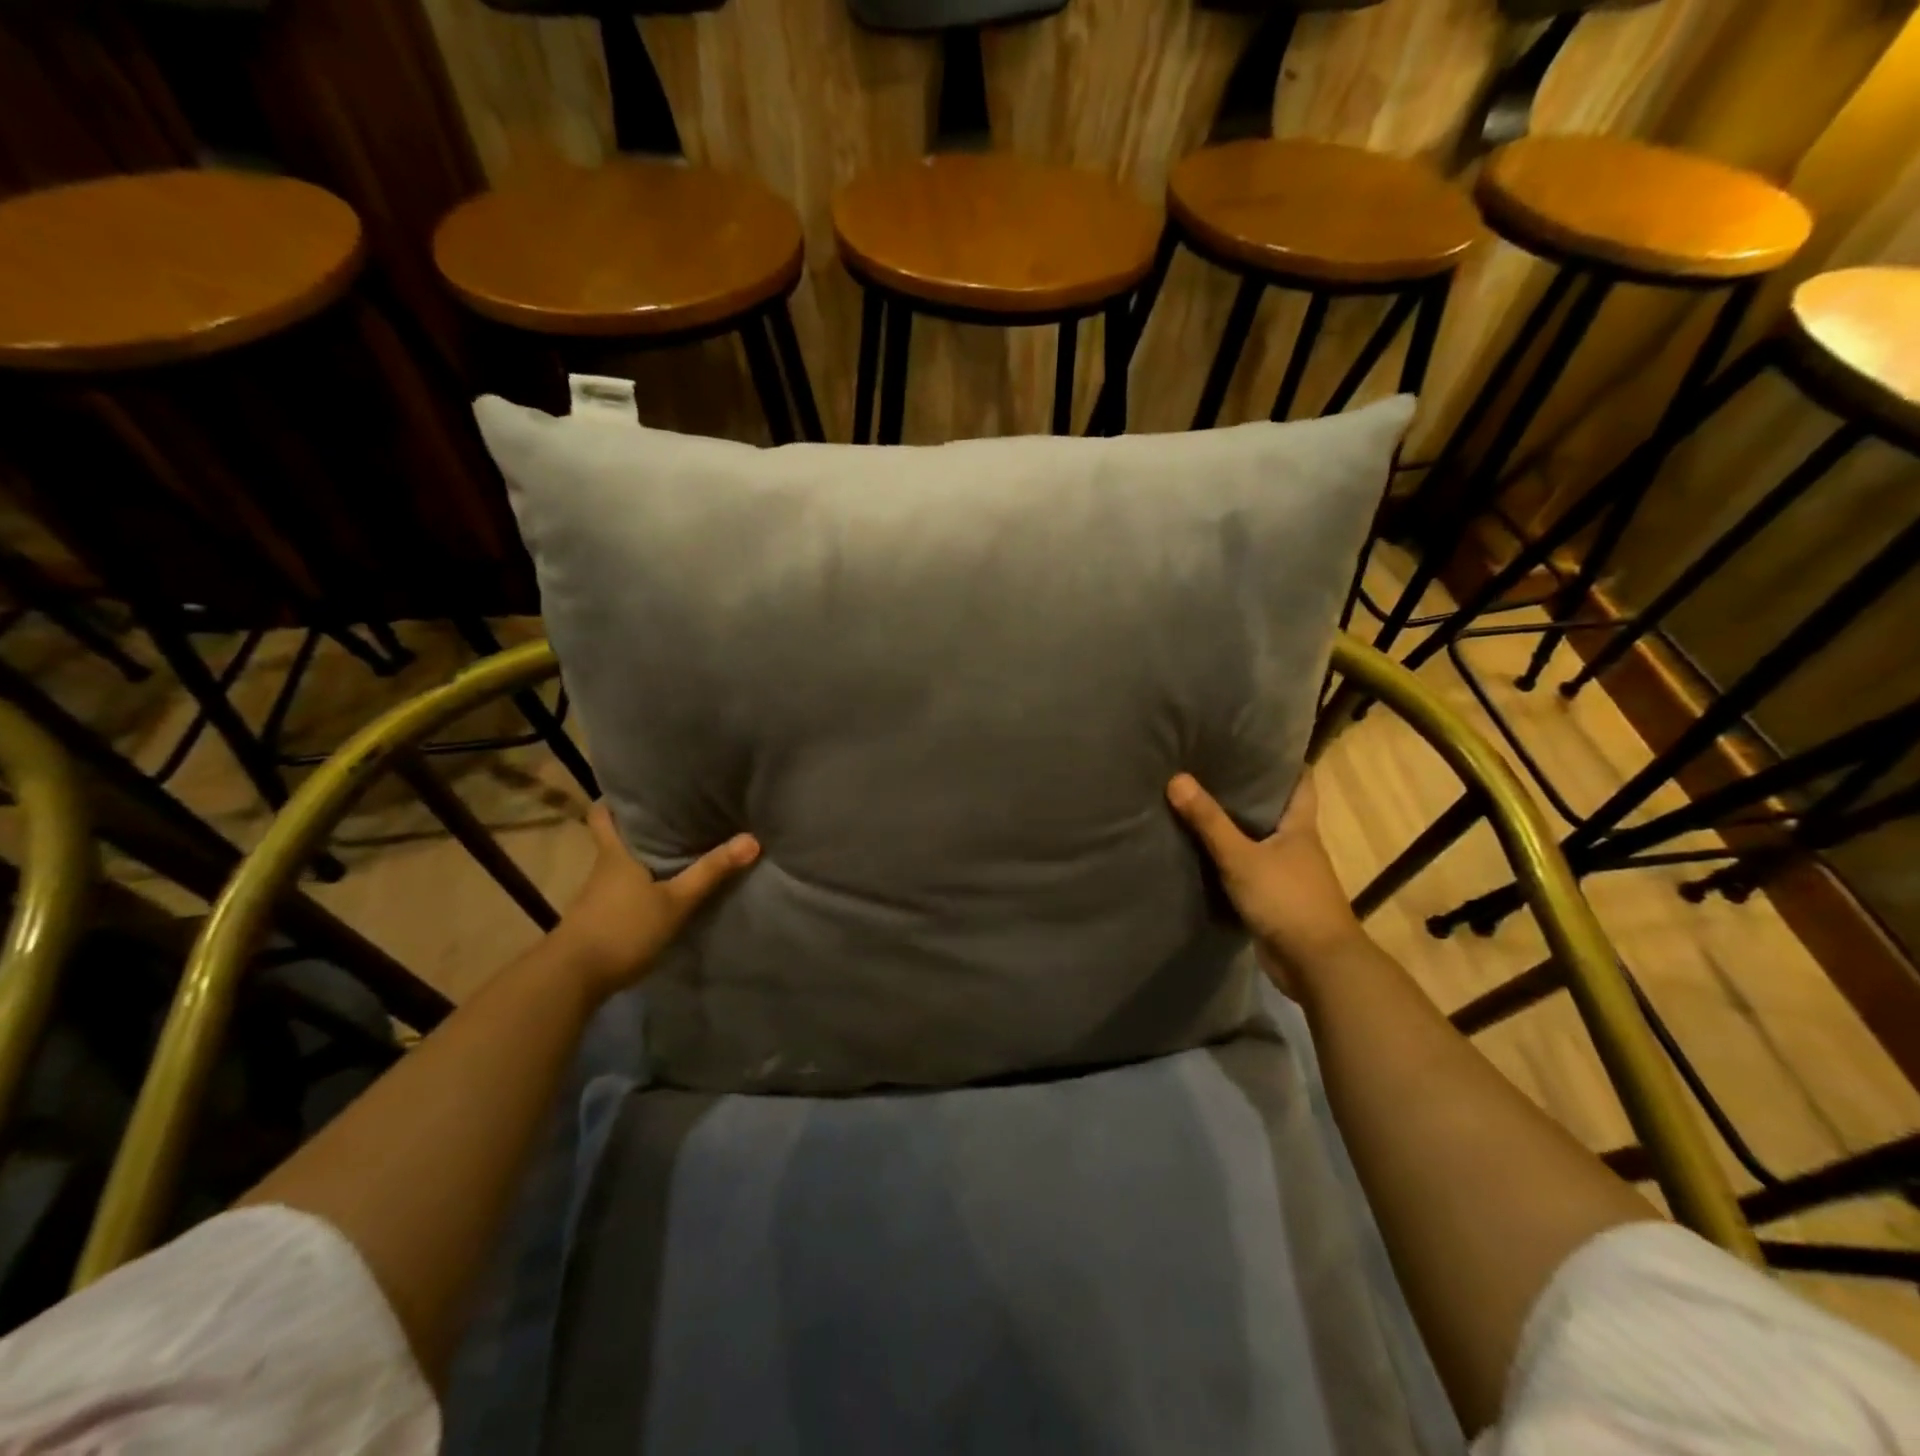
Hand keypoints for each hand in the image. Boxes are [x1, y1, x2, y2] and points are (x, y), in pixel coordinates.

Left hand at [551, 803, 758, 1000]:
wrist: (572, 979)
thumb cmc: (623, 929)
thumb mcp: (675, 902)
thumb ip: (711, 872)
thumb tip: (752, 838)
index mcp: (615, 853)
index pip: (603, 814)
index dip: (616, 800)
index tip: (638, 790)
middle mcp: (603, 868)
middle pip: (615, 837)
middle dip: (638, 827)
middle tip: (673, 816)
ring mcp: (597, 895)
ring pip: (619, 865)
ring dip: (641, 857)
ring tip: (677, 849)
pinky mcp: (598, 919)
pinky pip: (621, 890)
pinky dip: (639, 885)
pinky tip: (660, 891)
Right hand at [1167, 770, 1364, 988]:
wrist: (1315, 964)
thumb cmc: (1287, 899)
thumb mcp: (1241, 857)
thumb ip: (1209, 822)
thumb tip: (1176, 778)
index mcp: (1301, 827)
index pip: (1301, 782)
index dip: (1284, 761)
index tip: (1255, 742)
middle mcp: (1298, 845)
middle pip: (1276, 809)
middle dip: (1249, 791)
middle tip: (1212, 768)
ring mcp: (1288, 874)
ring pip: (1260, 840)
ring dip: (1237, 827)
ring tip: (1200, 803)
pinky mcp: (1274, 899)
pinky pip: (1249, 869)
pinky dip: (1231, 860)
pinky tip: (1204, 852)